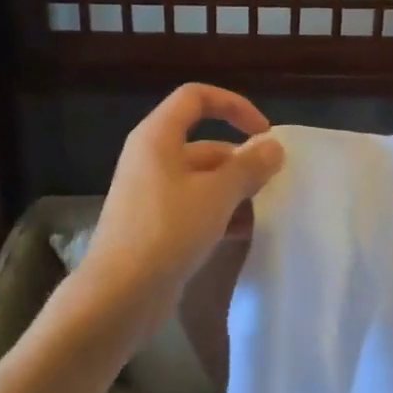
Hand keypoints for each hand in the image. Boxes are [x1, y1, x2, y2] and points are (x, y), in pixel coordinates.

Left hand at [79, 84, 284, 324]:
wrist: (119, 295)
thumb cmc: (167, 231)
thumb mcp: (217, 194)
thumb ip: (249, 167)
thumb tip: (273, 146)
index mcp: (158, 137)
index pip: (196, 97)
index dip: (234, 105)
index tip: (264, 133)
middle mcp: (151, 158)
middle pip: (204, 143)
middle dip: (241, 160)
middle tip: (273, 182)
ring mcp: (151, 193)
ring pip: (202, 179)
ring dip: (234, 190)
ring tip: (264, 210)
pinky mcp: (154, 225)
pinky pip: (194, 207)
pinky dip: (219, 214)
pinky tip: (243, 233)